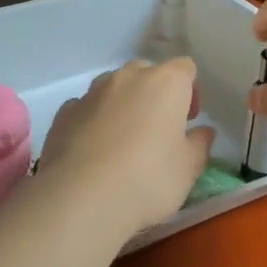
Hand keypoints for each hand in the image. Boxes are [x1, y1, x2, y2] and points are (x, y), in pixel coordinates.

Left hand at [37, 59, 212, 239]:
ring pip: (114, 87)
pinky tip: (94, 151)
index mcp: (165, 83)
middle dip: (155, 95)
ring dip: (123, 105)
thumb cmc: (148, 180)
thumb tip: (203, 132)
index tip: (188, 120)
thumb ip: (199, 145)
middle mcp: (127, 77)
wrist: (80, 198)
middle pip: (147, 73)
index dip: (190, 91)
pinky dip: (93, 120)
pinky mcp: (64, 112)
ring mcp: (92, 92)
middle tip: (159, 130)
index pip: (185, 68)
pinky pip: (86, 108)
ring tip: (123, 142)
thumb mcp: (188, 169)